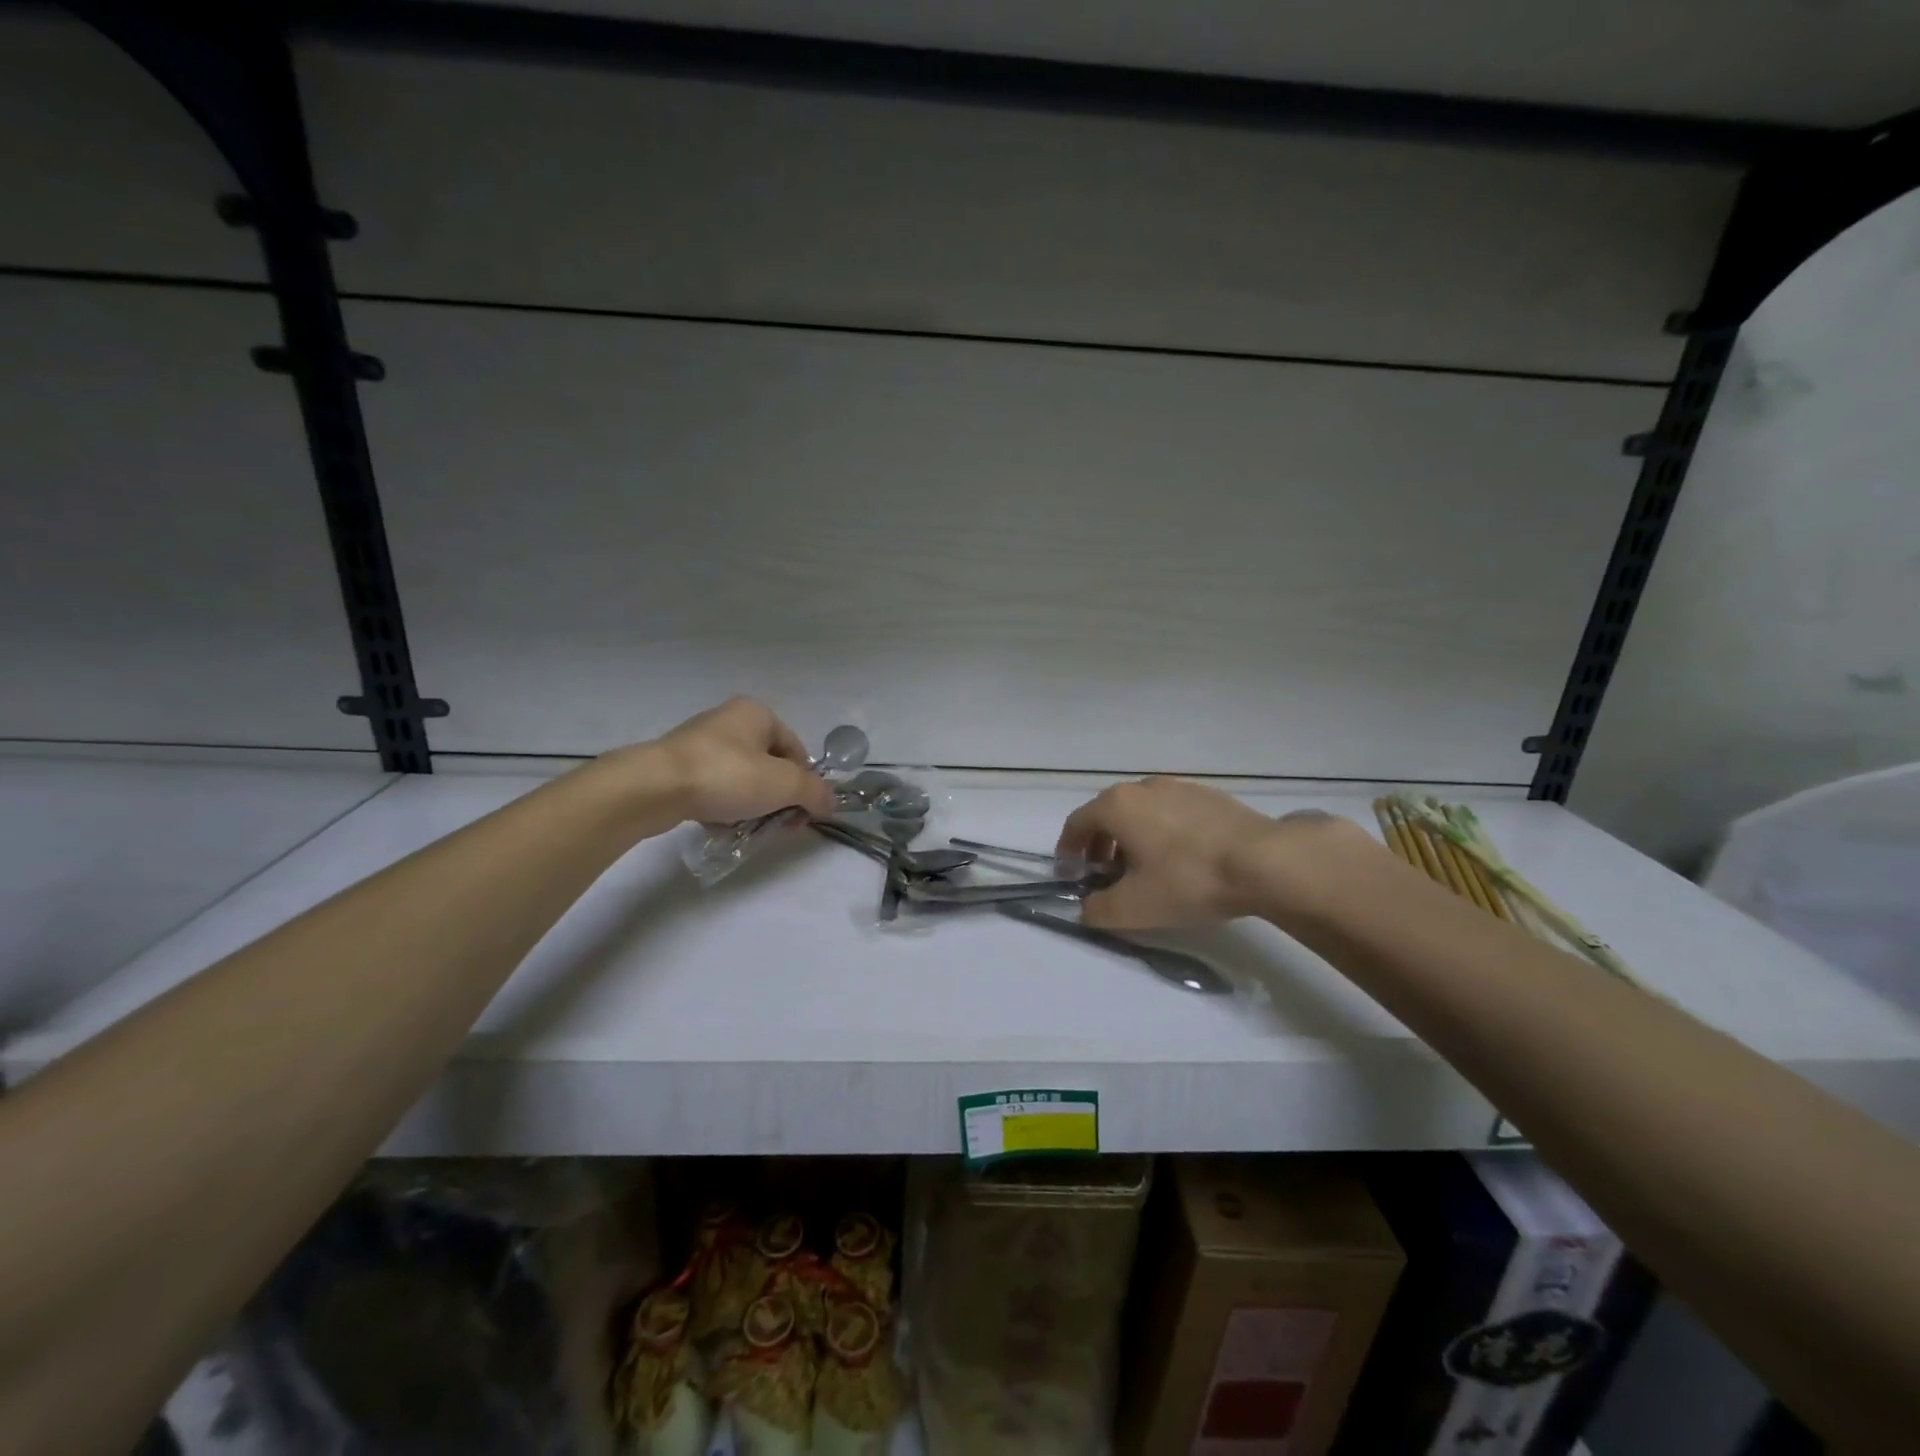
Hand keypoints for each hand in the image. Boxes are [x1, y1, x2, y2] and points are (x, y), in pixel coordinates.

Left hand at [622, 697, 835, 826]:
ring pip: (743, 779)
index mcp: (757, 713)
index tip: (800, 814)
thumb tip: (831, 802)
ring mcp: (701, 743)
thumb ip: (814, 792)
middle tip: (777, 825)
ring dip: (752, 806)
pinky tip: (720, 826)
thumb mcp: (784, 784)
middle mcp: (730, 720)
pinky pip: (715, 788)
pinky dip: (723, 807)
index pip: (796, 750)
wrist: (655, 787)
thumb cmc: (727, 775)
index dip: (804, 784)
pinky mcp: (679, 766)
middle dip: (778, 798)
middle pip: (770, 766)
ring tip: (746, 828)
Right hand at [1056, 777, 1365, 929]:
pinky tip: (1181, 860)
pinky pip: (1171, 812)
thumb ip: (1098, 909)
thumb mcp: (1134, 907)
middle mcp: (1143, 787)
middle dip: (1100, 846)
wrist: (1263, 861)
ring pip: (1141, 812)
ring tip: (1145, 870)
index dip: (1068, 851)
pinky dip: (1162, 833)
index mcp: (1117, 806)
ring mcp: (1179, 787)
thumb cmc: (1187, 879)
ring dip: (1132, 839)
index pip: (1077, 824)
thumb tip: (1086, 907)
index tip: (1071, 875)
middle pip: (1108, 814)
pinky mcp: (1209, 796)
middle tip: (1106, 876)